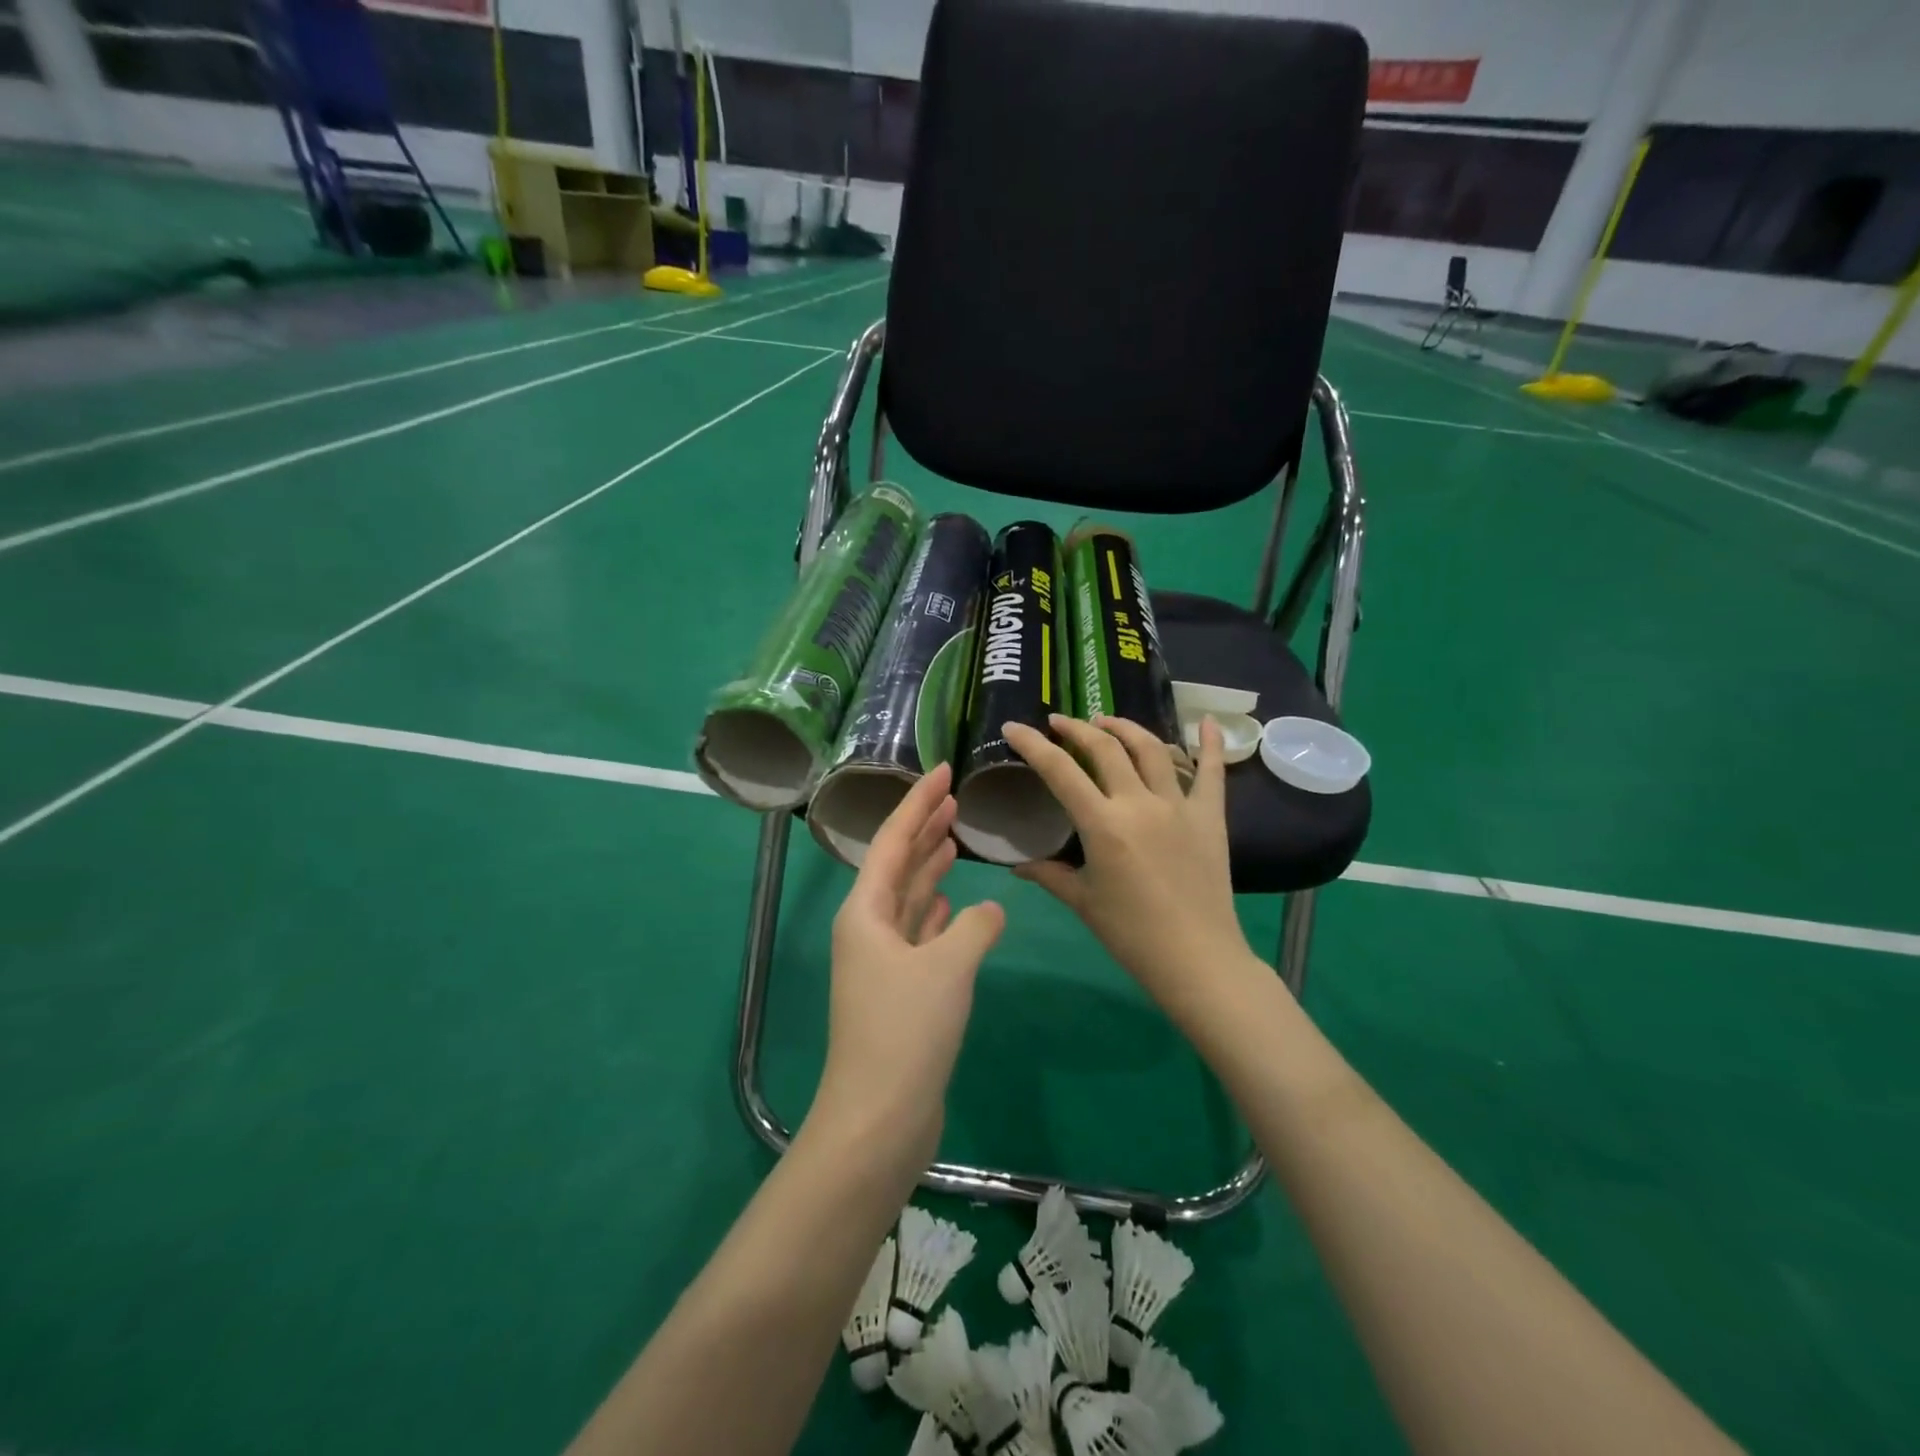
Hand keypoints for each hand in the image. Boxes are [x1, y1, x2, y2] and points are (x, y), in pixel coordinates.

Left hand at [811, 762, 1005, 1163]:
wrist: (879, 1118)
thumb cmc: (906, 1031)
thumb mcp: (947, 968)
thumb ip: (974, 927)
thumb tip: (988, 910)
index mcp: (865, 912)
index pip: (891, 840)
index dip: (916, 803)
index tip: (941, 770)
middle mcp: (868, 930)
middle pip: (896, 866)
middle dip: (922, 830)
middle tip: (952, 798)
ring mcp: (882, 963)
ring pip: (908, 900)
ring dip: (929, 869)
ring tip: (953, 840)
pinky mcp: (900, 992)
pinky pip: (918, 935)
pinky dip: (935, 914)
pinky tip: (952, 903)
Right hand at [1003, 715, 1253, 1021]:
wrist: (1197, 959)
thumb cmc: (1132, 934)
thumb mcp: (1083, 902)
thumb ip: (1049, 875)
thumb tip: (1018, 866)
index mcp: (1103, 824)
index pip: (1060, 771)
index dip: (1033, 745)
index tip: (1014, 727)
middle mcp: (1140, 803)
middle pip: (1105, 749)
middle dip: (1077, 729)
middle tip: (1060, 723)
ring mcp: (1179, 805)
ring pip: (1151, 749)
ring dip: (1125, 729)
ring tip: (1107, 722)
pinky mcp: (1210, 816)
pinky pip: (1213, 772)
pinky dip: (1211, 743)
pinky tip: (1210, 721)